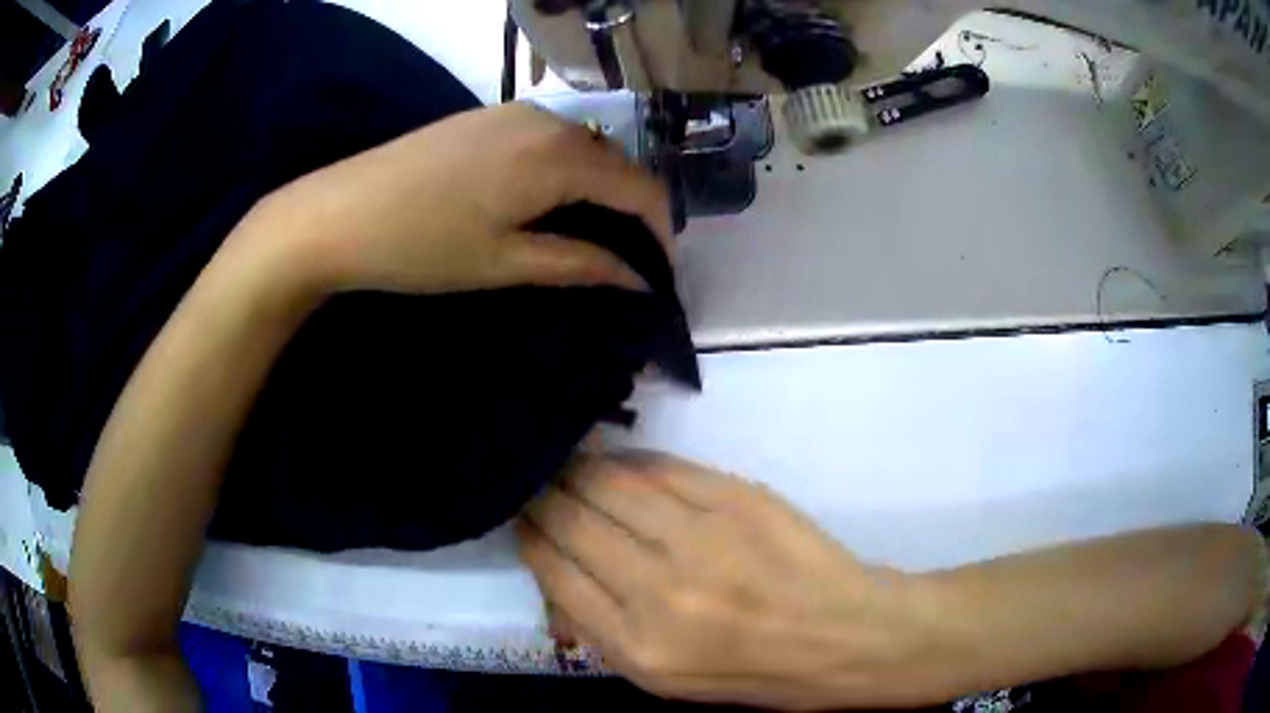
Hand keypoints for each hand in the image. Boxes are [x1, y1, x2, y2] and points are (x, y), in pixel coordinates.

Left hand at [244, 102, 670, 295]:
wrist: (336, 213)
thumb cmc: (420, 245)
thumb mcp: (505, 261)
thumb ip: (580, 263)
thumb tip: (637, 278)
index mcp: (558, 155)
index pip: (640, 188)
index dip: (660, 232)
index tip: (660, 274)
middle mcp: (547, 120)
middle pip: (616, 164)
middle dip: (632, 212)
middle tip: (625, 261)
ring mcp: (513, 112)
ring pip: (583, 150)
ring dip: (598, 191)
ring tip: (588, 236)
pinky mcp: (486, 117)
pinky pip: (549, 140)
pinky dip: (565, 172)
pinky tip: (545, 202)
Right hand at [518, 453, 926, 710]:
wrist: (849, 636)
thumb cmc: (758, 672)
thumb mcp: (667, 682)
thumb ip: (604, 630)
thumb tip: (559, 572)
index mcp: (637, 647)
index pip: (556, 573)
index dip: (531, 537)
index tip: (520, 517)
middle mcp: (658, 590)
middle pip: (573, 521)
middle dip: (543, 495)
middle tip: (531, 479)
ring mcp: (700, 537)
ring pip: (609, 483)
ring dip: (577, 469)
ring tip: (562, 461)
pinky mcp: (736, 497)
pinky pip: (661, 469)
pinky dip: (630, 462)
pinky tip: (616, 461)